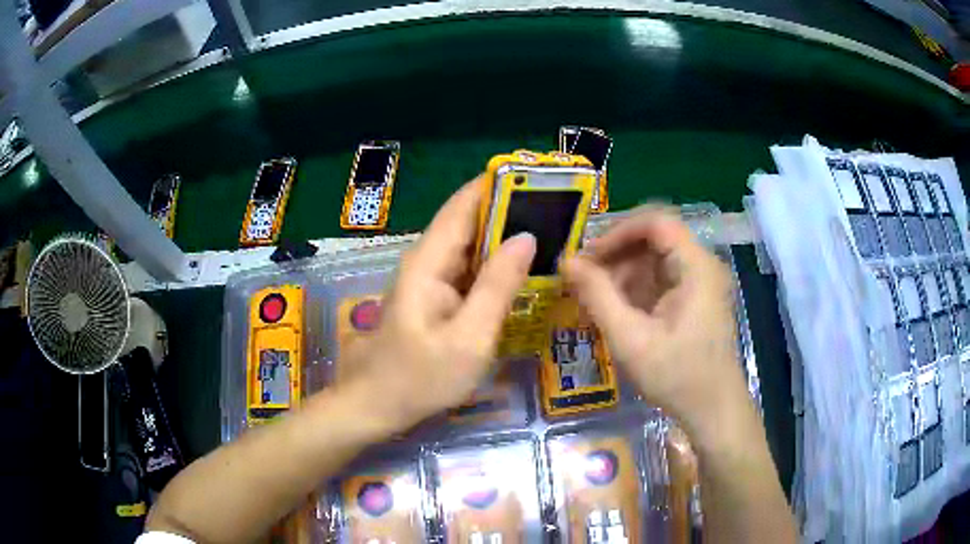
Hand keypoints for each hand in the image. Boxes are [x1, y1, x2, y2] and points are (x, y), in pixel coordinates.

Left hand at [338, 178, 535, 432]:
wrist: (377, 405)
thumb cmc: (420, 378)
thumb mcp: (469, 338)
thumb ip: (498, 286)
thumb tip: (527, 237)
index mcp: (430, 261)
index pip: (464, 204)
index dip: (498, 185)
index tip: (539, 178)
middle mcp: (428, 260)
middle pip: (470, 220)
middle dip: (511, 210)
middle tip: (559, 210)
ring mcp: (431, 278)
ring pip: (472, 244)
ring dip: (506, 236)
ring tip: (552, 231)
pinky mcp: (436, 296)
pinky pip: (469, 269)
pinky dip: (496, 264)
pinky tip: (524, 268)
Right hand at [562, 207, 748, 438]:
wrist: (713, 411)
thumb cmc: (677, 377)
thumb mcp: (631, 339)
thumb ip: (598, 296)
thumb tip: (566, 262)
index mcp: (696, 266)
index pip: (656, 221)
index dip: (618, 231)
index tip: (587, 255)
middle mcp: (702, 265)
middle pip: (654, 238)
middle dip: (616, 253)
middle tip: (583, 277)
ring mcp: (700, 282)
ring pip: (655, 259)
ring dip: (622, 272)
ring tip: (593, 297)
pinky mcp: (695, 299)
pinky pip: (660, 279)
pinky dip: (635, 288)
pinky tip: (614, 309)